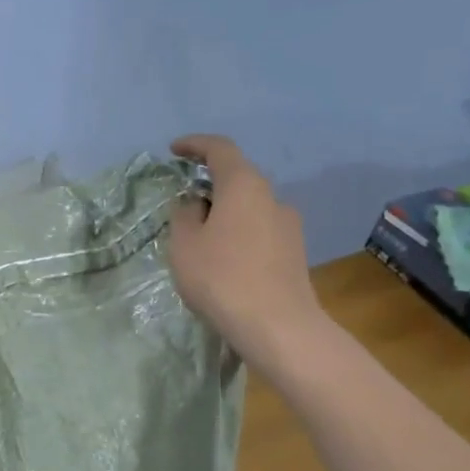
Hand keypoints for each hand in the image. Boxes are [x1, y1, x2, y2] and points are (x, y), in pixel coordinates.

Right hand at [167, 135, 325, 365]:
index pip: (220, 149)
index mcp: (243, 186)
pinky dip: (239, 232)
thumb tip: (195, 203)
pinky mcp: (295, 250)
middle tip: (183, 205)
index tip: (174, 151)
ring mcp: (288, 224)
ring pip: (249, 206)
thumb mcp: (184, 244)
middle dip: (208, 184)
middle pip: (237, 178)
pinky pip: (260, 229)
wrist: (277, 326)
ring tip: (201, 240)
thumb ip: (184, 215)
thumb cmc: (221, 278)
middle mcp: (272, 196)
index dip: (195, 144)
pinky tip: (224, 260)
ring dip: (224, 212)